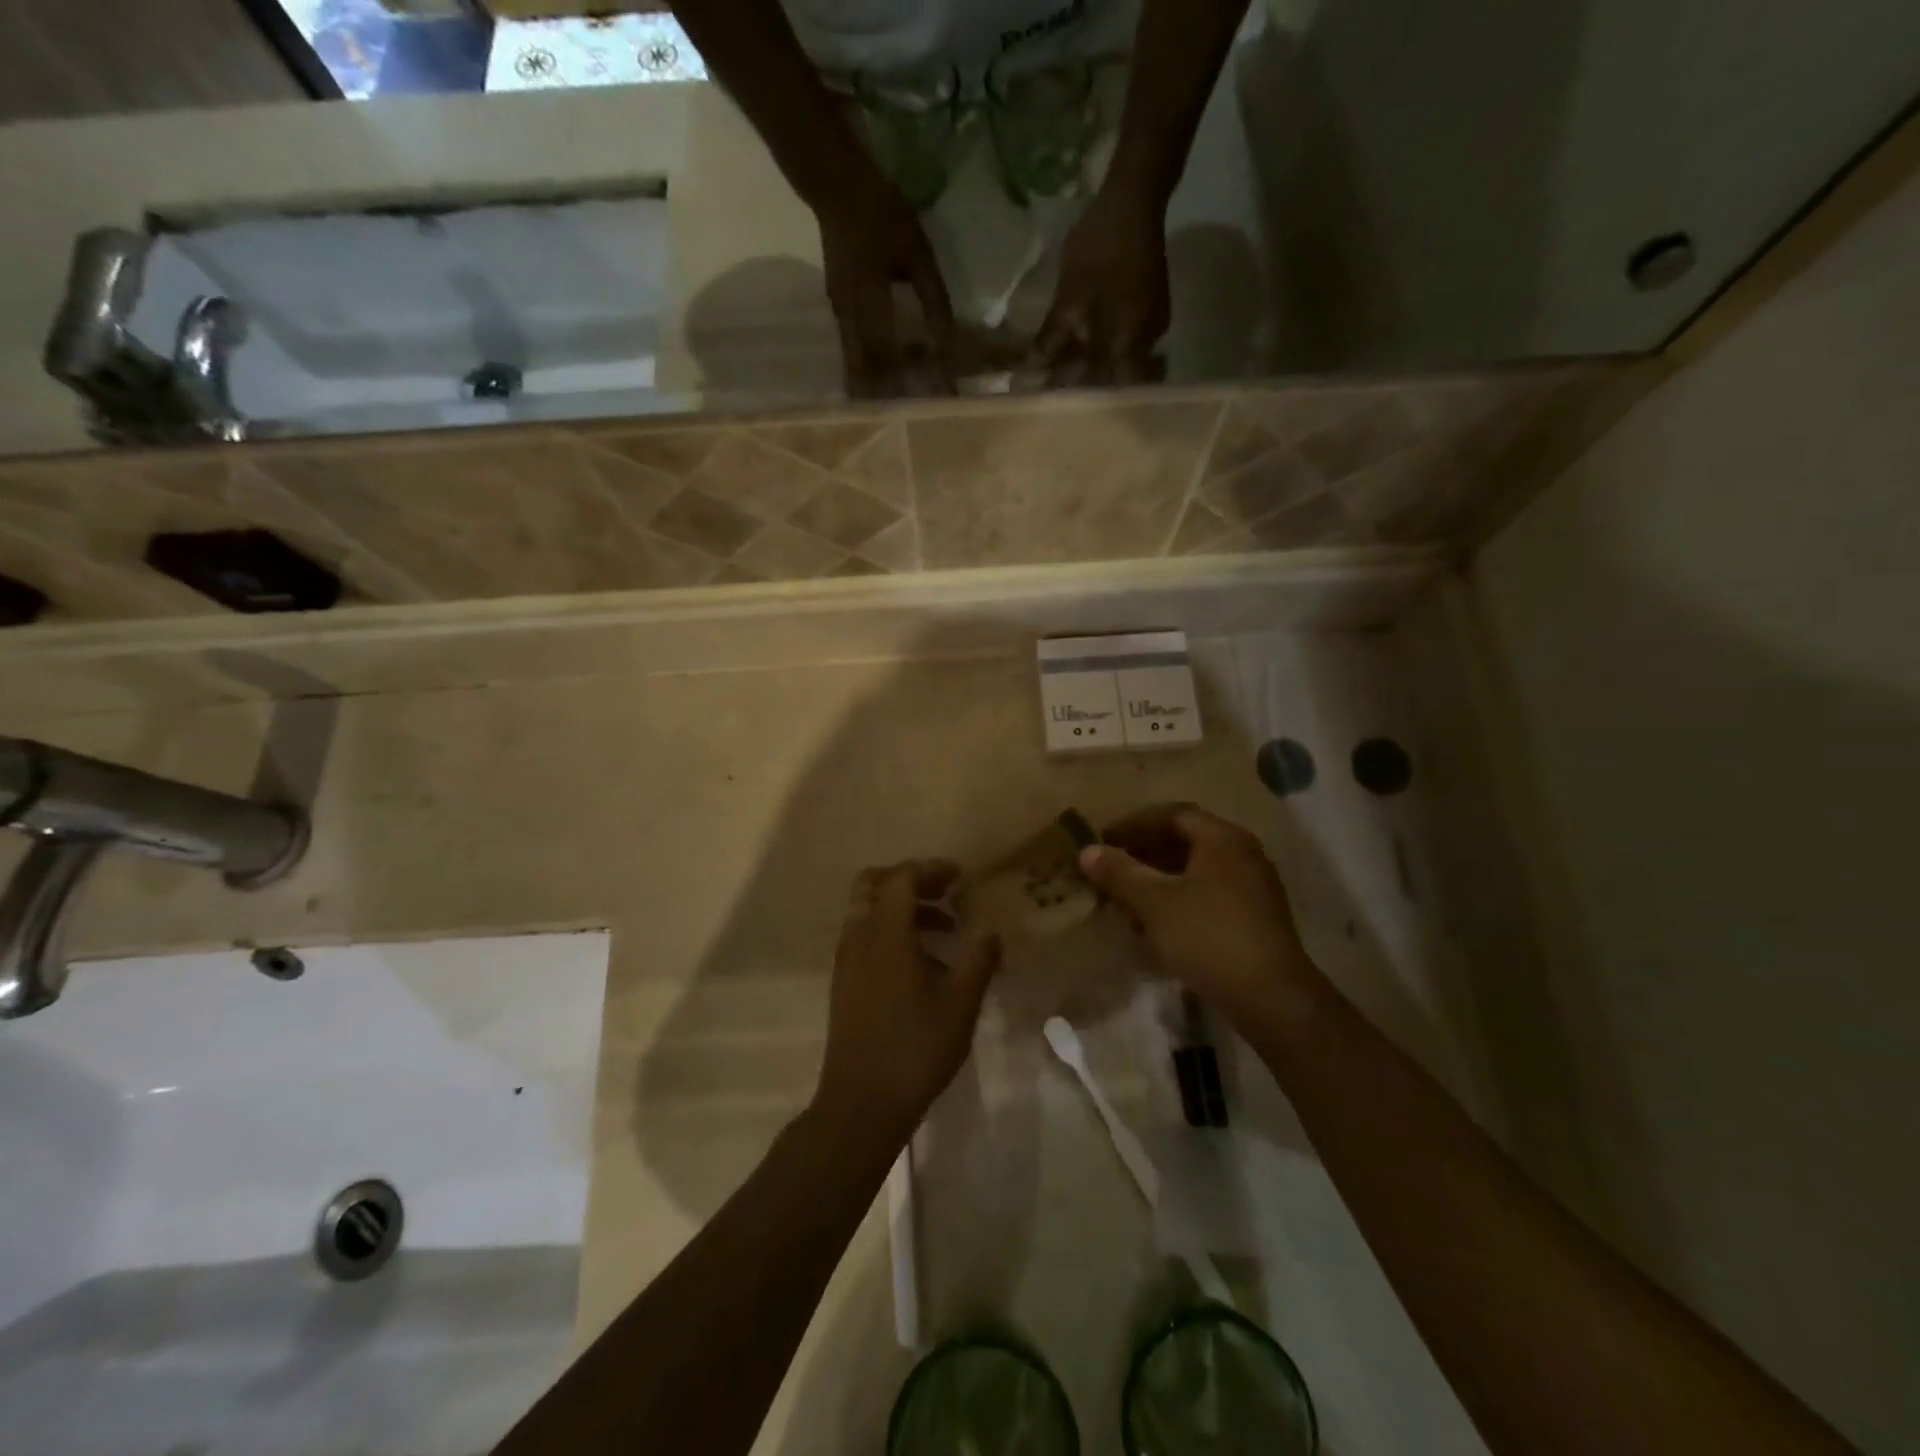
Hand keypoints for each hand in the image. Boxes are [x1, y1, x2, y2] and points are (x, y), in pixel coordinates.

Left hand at [813, 860, 999, 1143]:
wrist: (861, 1103)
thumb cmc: (915, 1048)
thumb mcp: (960, 1003)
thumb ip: (978, 959)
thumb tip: (990, 930)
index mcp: (885, 934)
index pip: (901, 878)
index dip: (930, 869)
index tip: (960, 877)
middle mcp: (859, 937)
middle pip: (873, 884)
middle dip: (909, 881)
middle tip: (944, 893)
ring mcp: (846, 961)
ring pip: (867, 911)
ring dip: (902, 908)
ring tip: (945, 930)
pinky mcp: (844, 983)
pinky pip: (865, 937)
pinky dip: (890, 931)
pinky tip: (923, 963)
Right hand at [816, 171, 957, 398]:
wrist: (834, 185)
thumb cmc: (880, 212)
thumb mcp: (916, 252)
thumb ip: (932, 298)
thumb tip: (947, 339)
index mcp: (870, 303)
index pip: (894, 355)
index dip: (916, 379)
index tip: (937, 396)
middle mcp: (850, 317)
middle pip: (868, 372)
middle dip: (889, 396)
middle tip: (913, 414)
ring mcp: (840, 315)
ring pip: (857, 364)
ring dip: (878, 385)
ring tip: (900, 402)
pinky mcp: (839, 310)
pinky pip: (854, 350)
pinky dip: (870, 367)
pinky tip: (887, 374)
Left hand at [1035, 182, 1171, 386]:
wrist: (1134, 197)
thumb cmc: (1101, 248)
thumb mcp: (1070, 295)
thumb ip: (1054, 336)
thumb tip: (1034, 367)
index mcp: (1128, 343)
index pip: (1105, 387)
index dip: (1080, 396)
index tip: (1055, 401)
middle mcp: (1147, 341)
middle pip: (1114, 376)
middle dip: (1087, 383)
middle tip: (1057, 386)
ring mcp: (1152, 324)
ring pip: (1120, 357)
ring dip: (1094, 365)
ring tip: (1064, 368)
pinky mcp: (1150, 307)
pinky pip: (1125, 339)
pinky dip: (1104, 346)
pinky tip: (1083, 343)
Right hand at [1078, 804, 1319, 1029]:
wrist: (1271, 999)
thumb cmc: (1207, 937)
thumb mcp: (1154, 902)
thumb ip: (1119, 872)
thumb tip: (1087, 851)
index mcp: (1222, 839)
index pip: (1172, 814)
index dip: (1134, 823)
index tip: (1104, 839)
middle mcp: (1242, 854)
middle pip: (1186, 841)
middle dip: (1144, 853)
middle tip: (1111, 868)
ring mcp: (1252, 888)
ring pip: (1196, 872)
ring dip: (1159, 879)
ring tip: (1126, 898)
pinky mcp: (1254, 920)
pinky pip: (1208, 895)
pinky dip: (1178, 900)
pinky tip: (1156, 926)